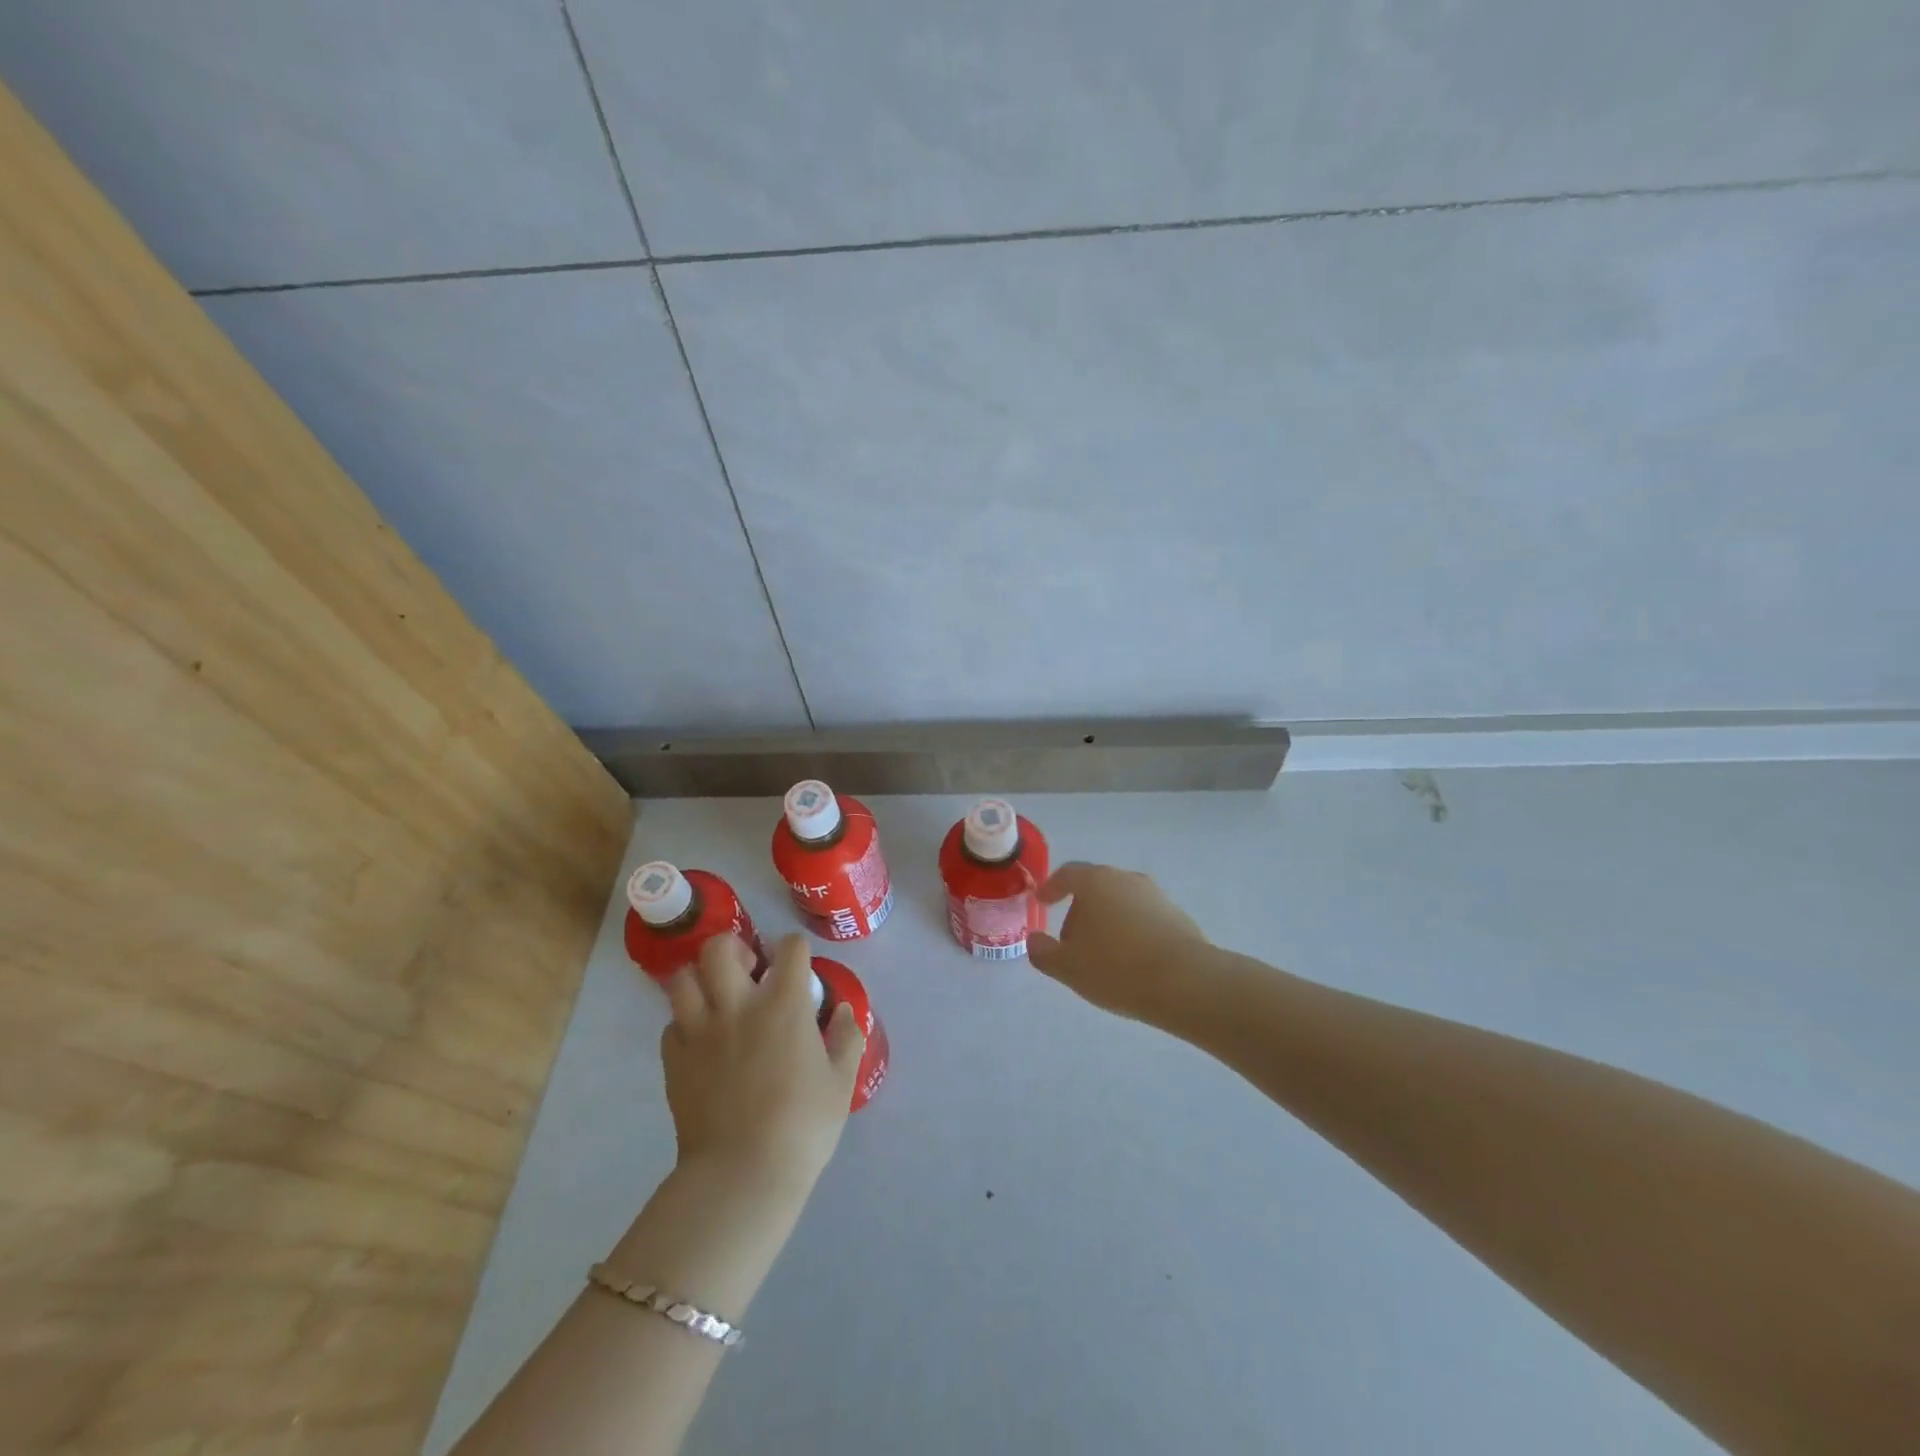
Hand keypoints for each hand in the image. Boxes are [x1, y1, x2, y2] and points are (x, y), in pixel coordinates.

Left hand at [660, 933, 865, 1191]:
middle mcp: (738, 1005)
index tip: (799, 963)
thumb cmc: (802, 1126)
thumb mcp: (841, 1082)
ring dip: (701, 978)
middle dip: (734, 947)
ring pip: (684, 978)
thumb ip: (846, 1038)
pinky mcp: (674, 1060)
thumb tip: (844, 1010)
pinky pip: (671, 1024)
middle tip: (747, 969)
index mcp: (784, 1004)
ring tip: (716, 995)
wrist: (742, 1174)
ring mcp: (700, 1031)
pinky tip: (701, 1039)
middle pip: (720, 948)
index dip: (796, 949)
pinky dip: (685, 1023)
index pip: (790, 948)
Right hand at [1028, 862, 1210, 1025]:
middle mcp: (1126, 879)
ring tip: (1102, 957)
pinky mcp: (1177, 916)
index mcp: (1096, 882)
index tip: (1042, 902)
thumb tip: (1034, 940)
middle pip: (1095, 888)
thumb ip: (1043, 952)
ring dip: (1107, 923)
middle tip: (1071, 942)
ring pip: (1120, 903)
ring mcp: (1156, 895)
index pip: (1067, 874)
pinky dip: (1131, 933)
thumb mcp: (1068, 967)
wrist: (1186, 982)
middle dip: (1080, 911)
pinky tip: (1131, 963)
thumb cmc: (1116, 968)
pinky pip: (1143, 919)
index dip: (1051, 887)